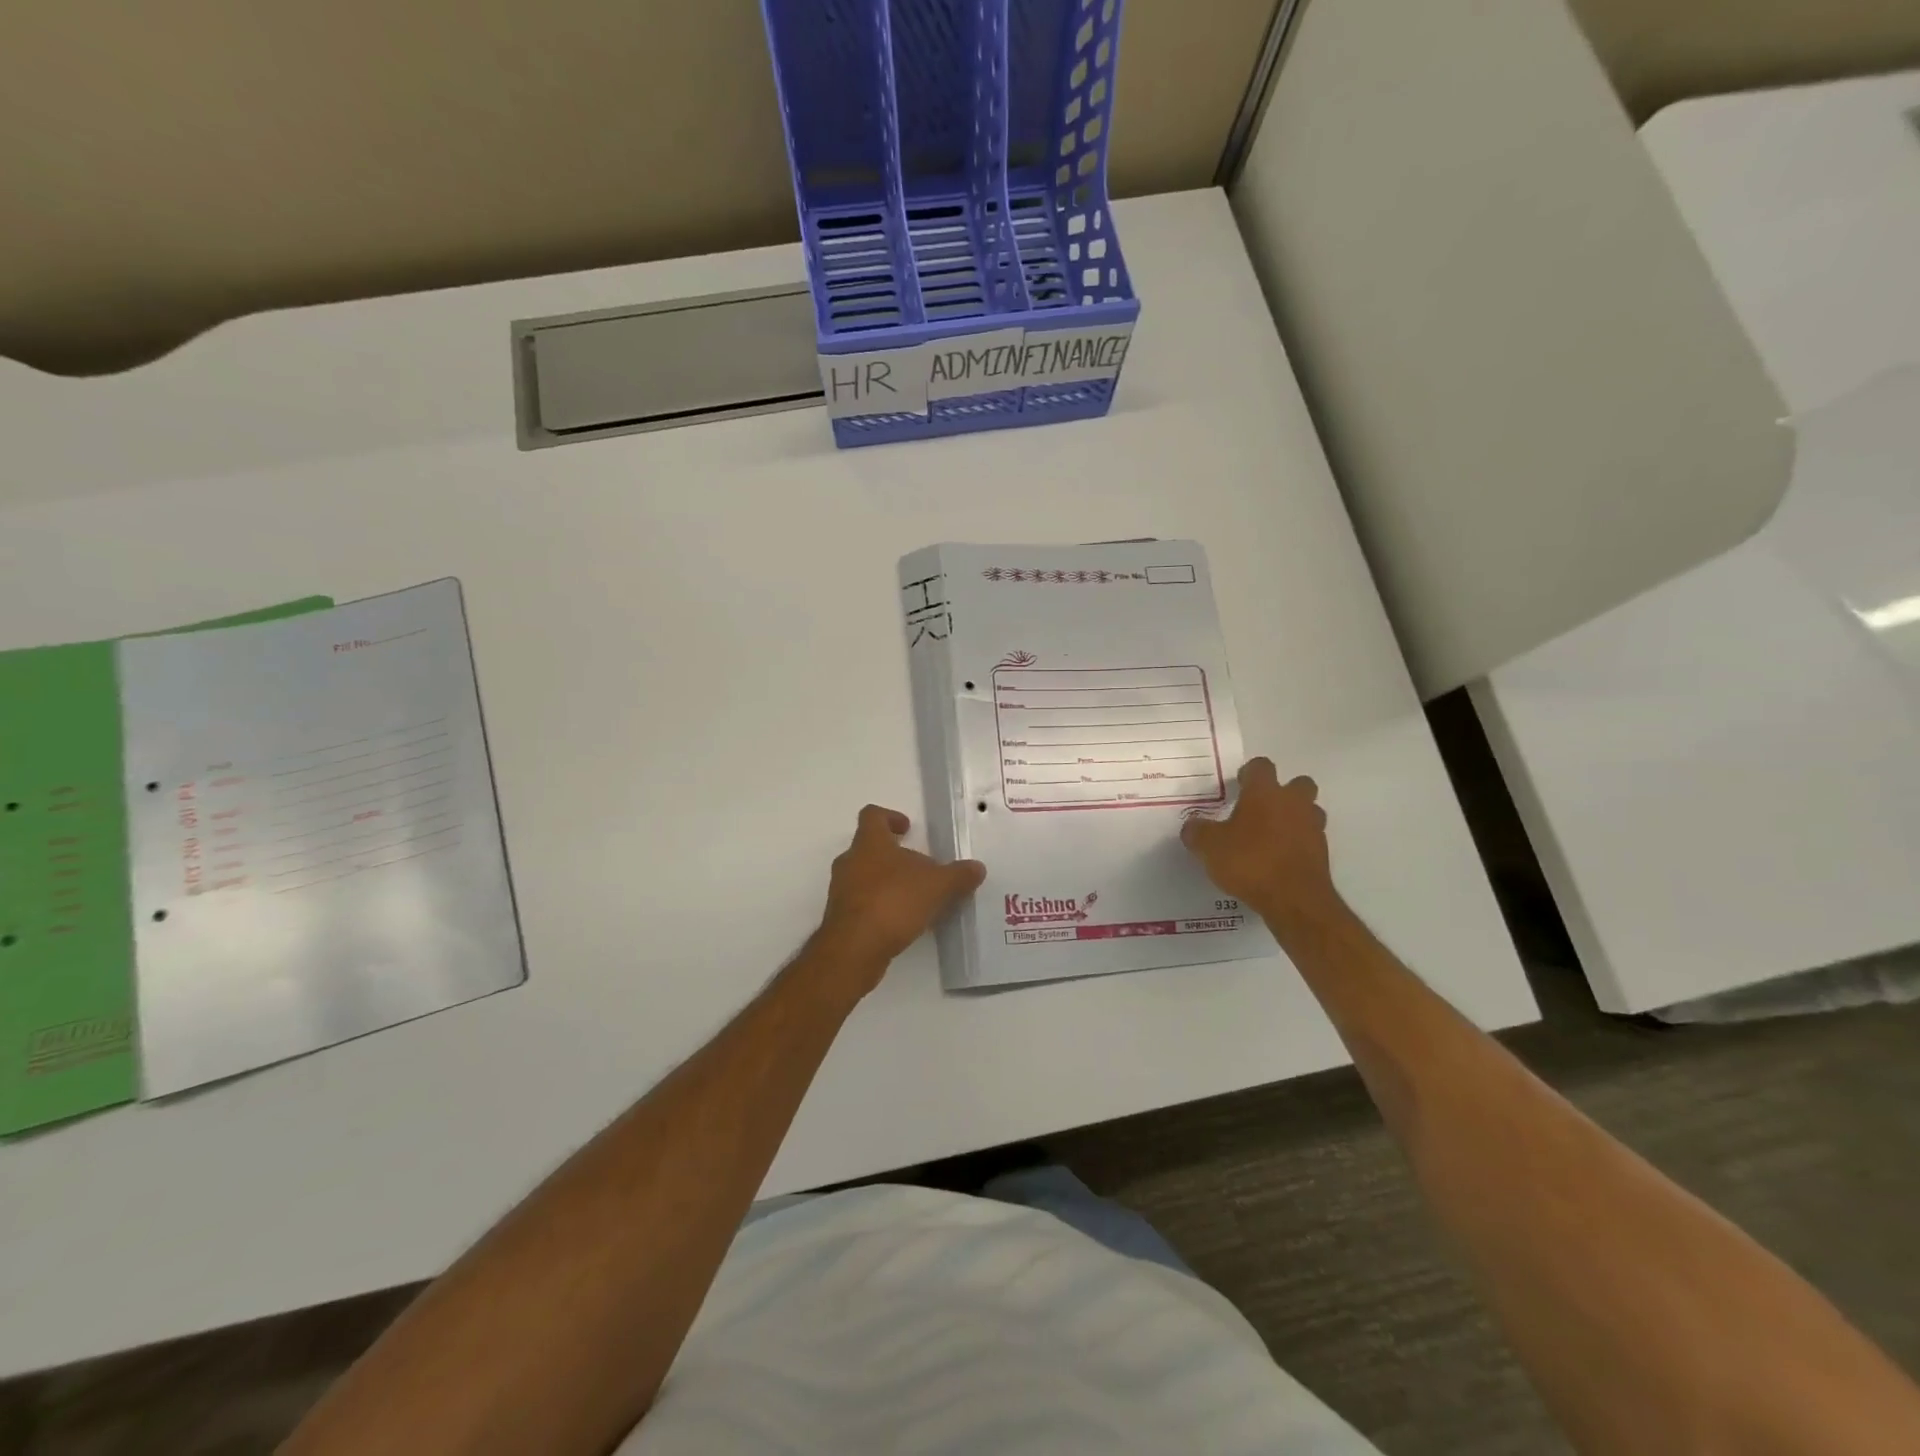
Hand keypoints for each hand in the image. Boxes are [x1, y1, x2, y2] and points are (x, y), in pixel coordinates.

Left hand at [812, 805, 985, 995]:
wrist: (854, 948)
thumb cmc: (893, 902)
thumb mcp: (937, 886)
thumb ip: (958, 875)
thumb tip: (977, 868)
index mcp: (870, 843)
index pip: (872, 816)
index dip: (890, 817)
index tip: (907, 828)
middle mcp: (850, 862)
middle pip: (869, 848)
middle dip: (894, 856)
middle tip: (920, 868)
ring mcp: (841, 891)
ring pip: (865, 877)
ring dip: (887, 883)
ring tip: (915, 898)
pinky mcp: (841, 918)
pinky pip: (862, 904)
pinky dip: (880, 907)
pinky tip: (902, 922)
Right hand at [1181, 758, 1340, 937]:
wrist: (1294, 900)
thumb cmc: (1249, 862)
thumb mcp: (1209, 847)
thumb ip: (1198, 832)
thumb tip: (1192, 826)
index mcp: (1265, 793)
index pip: (1261, 766)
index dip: (1249, 773)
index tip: (1238, 786)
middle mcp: (1293, 803)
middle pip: (1298, 783)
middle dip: (1282, 792)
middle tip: (1260, 808)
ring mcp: (1313, 828)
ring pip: (1309, 811)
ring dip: (1294, 817)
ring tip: (1270, 835)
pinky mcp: (1322, 854)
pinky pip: (1310, 839)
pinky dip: (1297, 844)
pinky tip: (1278, 860)